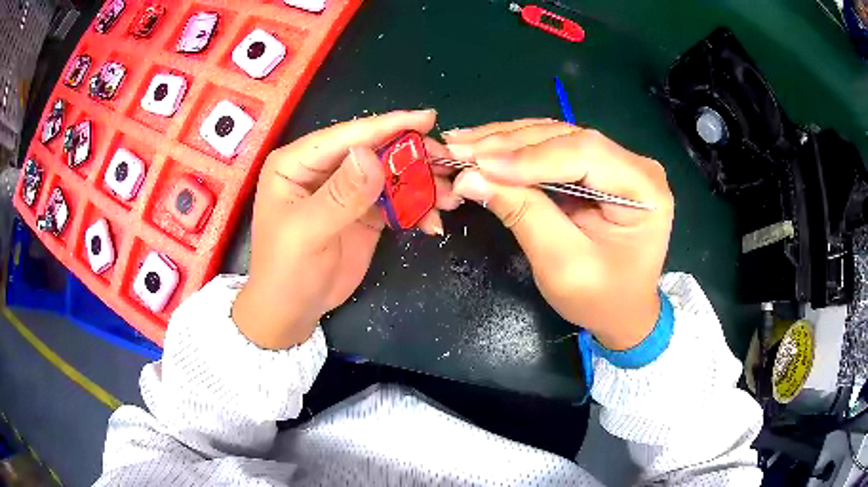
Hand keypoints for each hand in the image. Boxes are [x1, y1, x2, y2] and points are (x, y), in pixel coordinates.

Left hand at [232, 110, 460, 348]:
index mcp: (297, 162)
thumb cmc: (285, 270)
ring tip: (449, 198)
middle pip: (374, 150)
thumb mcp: (306, 232)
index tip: (427, 119)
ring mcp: (346, 189)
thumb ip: (340, 195)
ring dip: (421, 184)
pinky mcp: (364, 212)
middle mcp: (323, 169)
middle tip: (447, 163)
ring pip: (390, 174)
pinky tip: (432, 222)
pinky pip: (396, 201)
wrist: (293, 310)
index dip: (387, 126)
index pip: (346, 136)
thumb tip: (371, 156)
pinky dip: (416, 208)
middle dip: (412, 156)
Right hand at [445, 119, 673, 349]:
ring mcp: (617, 162)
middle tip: (457, 147)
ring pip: (554, 136)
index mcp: (645, 189)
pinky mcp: (597, 168)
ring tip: (462, 143)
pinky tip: (484, 148)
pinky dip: (515, 149)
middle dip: (508, 143)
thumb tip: (471, 177)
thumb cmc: (602, 300)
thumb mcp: (563, 266)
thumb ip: (524, 215)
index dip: (529, 156)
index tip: (478, 164)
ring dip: (506, 140)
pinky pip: (552, 148)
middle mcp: (635, 165)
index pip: (585, 153)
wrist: (624, 313)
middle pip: (566, 137)